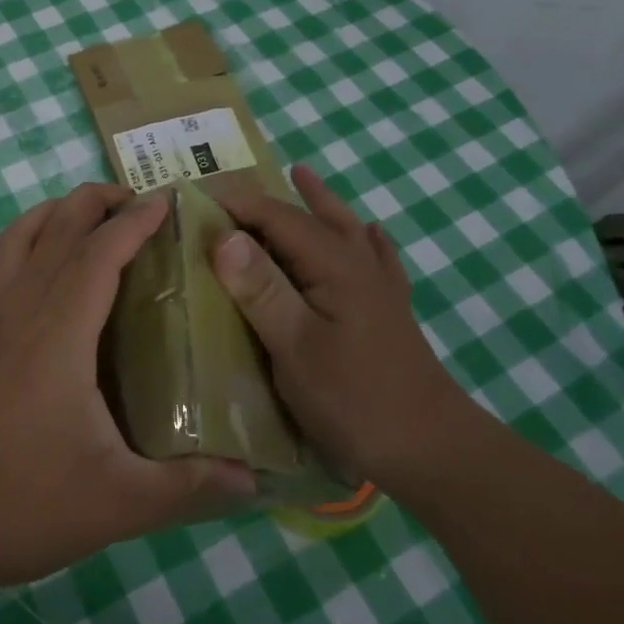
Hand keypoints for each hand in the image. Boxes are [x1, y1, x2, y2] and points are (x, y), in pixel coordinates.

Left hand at [0, 182, 256, 598]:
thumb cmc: (21, 505)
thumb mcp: (118, 502)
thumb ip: (188, 486)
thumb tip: (253, 482)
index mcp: (60, 334)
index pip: (100, 253)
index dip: (135, 221)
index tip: (170, 200)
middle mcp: (23, 312)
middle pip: (57, 228)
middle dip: (98, 201)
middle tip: (143, 203)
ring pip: (20, 237)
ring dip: (58, 212)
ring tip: (96, 217)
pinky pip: (3, 266)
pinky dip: (30, 241)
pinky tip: (51, 271)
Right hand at [213, 165, 463, 485]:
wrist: (430, 447)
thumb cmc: (354, 399)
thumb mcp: (296, 348)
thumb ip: (261, 289)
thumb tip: (224, 235)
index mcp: (332, 264)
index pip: (276, 217)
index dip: (235, 204)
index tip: (193, 198)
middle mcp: (357, 262)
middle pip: (308, 216)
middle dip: (269, 199)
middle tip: (231, 189)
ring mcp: (379, 284)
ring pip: (343, 227)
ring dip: (317, 202)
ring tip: (301, 175)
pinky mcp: (390, 308)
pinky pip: (375, 255)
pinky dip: (364, 237)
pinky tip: (369, 233)